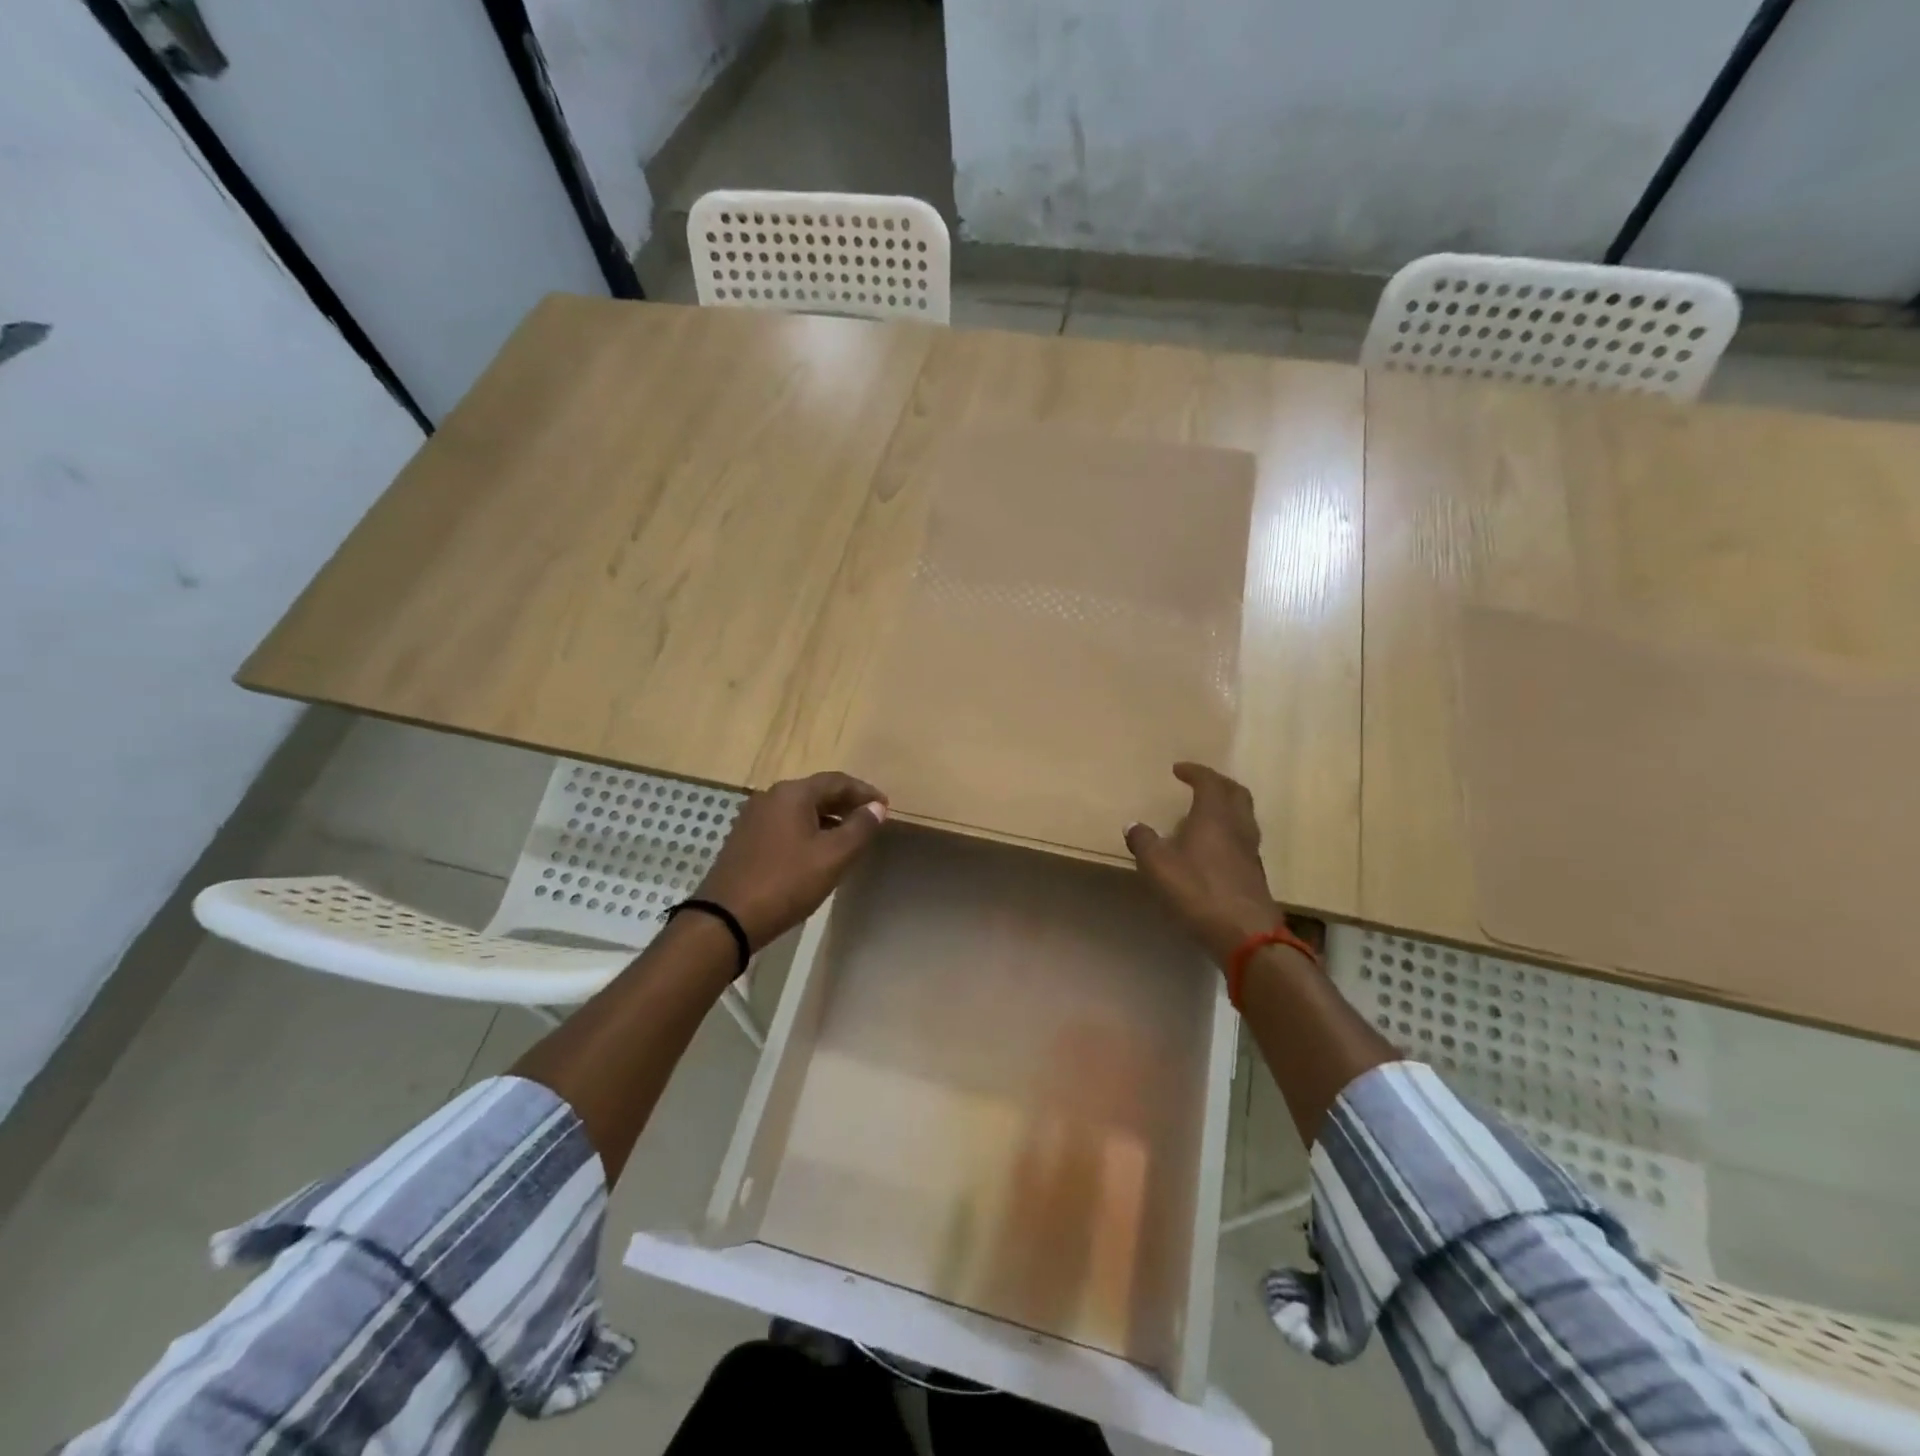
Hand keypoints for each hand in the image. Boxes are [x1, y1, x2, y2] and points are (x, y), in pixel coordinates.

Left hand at [694, 772, 887, 948]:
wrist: (726, 919)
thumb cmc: (786, 883)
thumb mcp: (833, 857)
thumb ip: (860, 828)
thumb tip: (876, 807)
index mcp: (792, 794)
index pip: (837, 781)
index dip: (864, 792)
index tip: (885, 806)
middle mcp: (770, 797)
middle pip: (816, 792)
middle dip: (846, 803)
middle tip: (870, 819)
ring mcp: (753, 818)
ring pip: (800, 809)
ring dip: (827, 818)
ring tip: (849, 836)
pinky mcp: (745, 839)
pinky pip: (785, 824)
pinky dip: (807, 830)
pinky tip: (817, 851)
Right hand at [1125, 763, 1283, 966]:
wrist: (1246, 934)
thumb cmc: (1198, 891)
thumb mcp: (1158, 865)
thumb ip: (1143, 842)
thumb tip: (1133, 825)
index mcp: (1215, 816)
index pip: (1209, 782)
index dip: (1195, 772)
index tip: (1179, 769)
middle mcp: (1238, 827)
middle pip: (1236, 793)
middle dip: (1218, 784)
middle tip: (1199, 783)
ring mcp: (1251, 851)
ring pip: (1243, 817)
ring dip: (1226, 808)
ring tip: (1205, 814)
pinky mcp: (1254, 874)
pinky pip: (1243, 840)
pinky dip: (1228, 832)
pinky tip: (1212, 848)